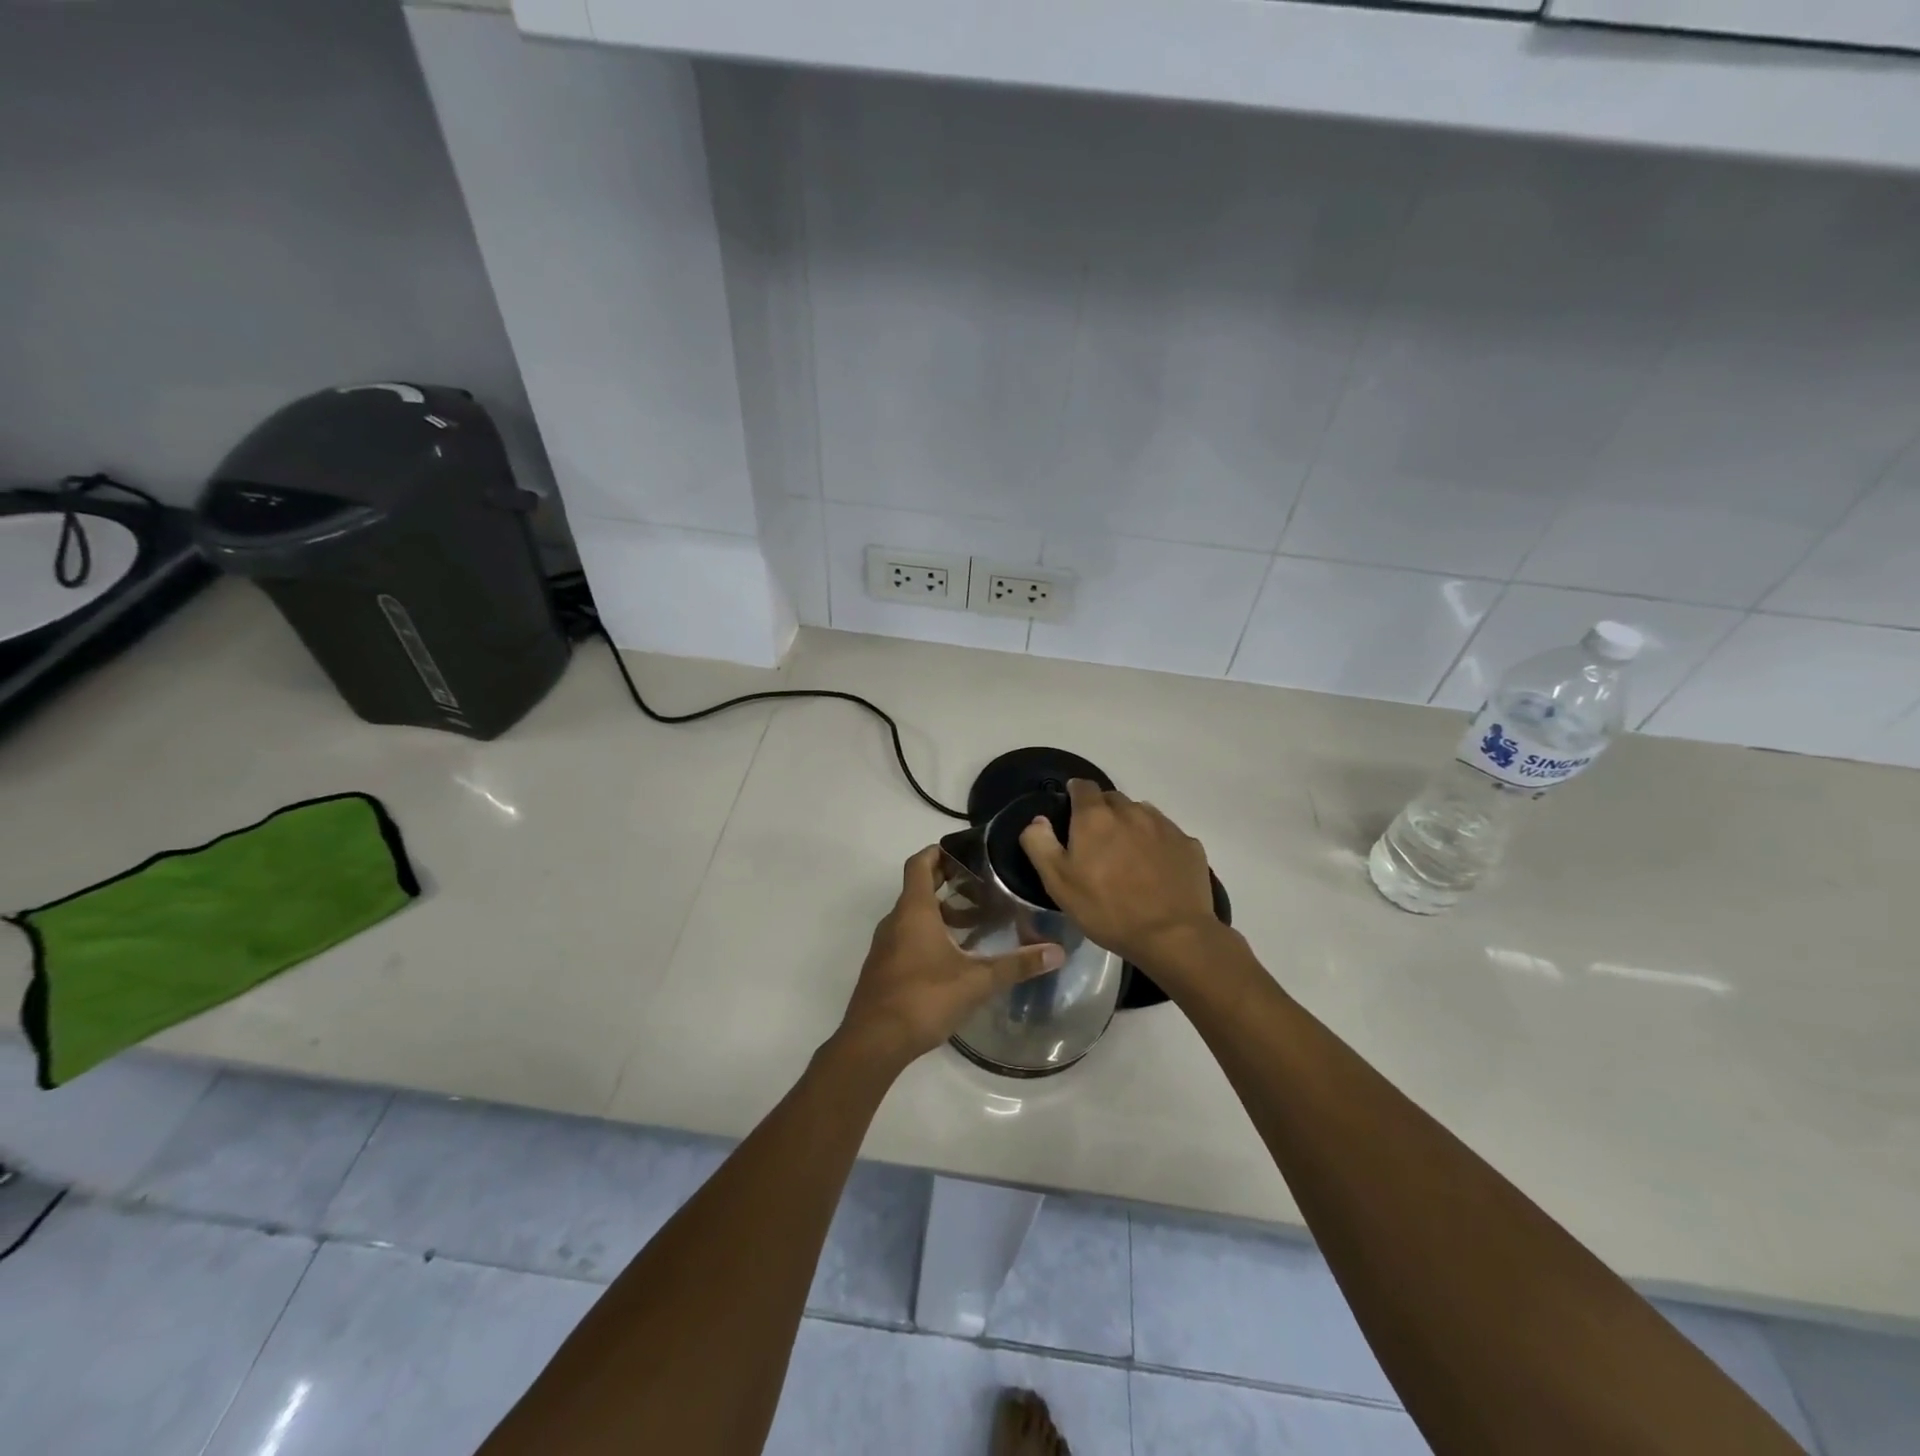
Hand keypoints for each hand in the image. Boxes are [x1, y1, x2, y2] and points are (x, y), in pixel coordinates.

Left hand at [839, 846, 1064, 1072]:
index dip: (939, 851)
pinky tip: (956, 957)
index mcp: (914, 911)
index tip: (965, 851)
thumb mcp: (976, 981)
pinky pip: (908, 938)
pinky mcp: (884, 969)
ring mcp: (886, 946)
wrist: (873, 1042)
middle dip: (949, 883)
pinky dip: (931, 935)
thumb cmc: (923, 999)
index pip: (920, 863)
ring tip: (977, 923)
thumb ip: (1016, 964)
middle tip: (983, 885)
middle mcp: (896, 921)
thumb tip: (1057, 951)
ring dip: (942, 913)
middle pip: (919, 888)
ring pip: (915, 916)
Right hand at [1020, 780, 1219, 972]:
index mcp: (1095, 817)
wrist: (1173, 936)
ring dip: (1131, 826)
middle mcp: (1131, 811)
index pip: (1082, 786)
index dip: (1074, 795)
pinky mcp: (1188, 845)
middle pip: (1112, 800)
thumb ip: (1040, 844)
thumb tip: (1038, 820)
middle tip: (1097, 844)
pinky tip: (1156, 870)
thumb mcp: (1058, 883)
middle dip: (1102, 813)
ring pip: (1141, 814)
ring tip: (1128, 857)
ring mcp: (1164, 826)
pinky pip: (1167, 834)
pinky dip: (1157, 844)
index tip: (1070, 812)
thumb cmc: (1107, 909)